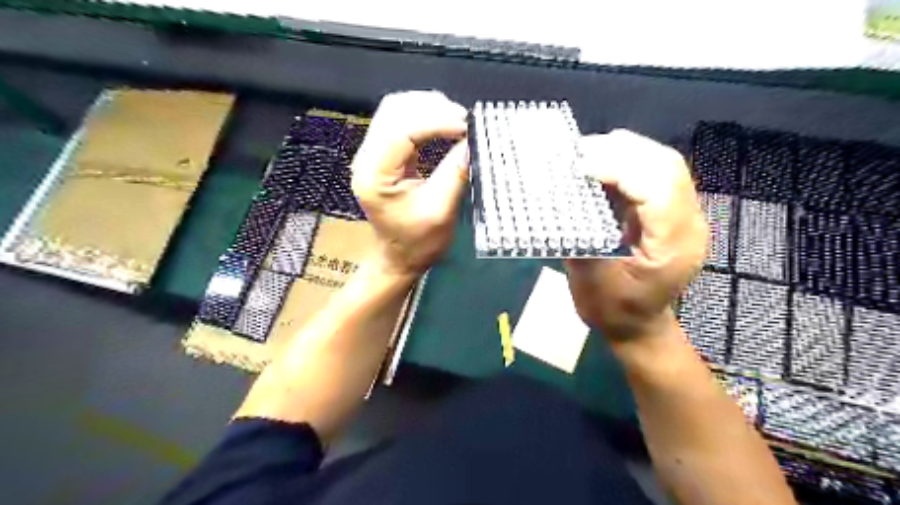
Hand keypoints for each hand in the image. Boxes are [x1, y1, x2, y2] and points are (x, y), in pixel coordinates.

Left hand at [350, 90, 467, 272]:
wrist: (399, 257)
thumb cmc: (418, 242)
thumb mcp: (441, 211)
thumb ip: (455, 173)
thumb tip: (473, 141)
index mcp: (374, 176)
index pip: (401, 130)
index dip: (436, 121)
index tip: (467, 126)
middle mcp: (365, 159)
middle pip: (394, 111)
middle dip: (432, 108)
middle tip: (464, 120)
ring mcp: (371, 154)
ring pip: (395, 110)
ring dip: (428, 107)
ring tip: (457, 119)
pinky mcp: (382, 153)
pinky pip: (399, 121)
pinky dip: (423, 116)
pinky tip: (443, 122)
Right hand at [565, 130, 706, 343]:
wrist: (637, 326)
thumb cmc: (613, 310)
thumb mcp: (591, 281)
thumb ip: (580, 237)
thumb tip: (560, 198)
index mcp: (673, 246)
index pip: (657, 189)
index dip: (618, 168)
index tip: (578, 166)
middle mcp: (687, 224)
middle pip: (666, 167)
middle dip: (621, 151)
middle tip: (578, 152)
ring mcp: (682, 215)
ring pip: (662, 164)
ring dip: (624, 152)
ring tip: (586, 153)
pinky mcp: (669, 212)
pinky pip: (652, 175)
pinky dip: (625, 163)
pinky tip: (599, 164)